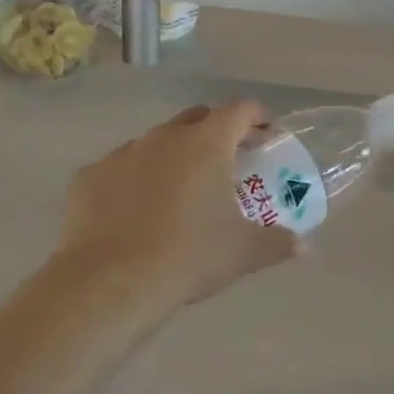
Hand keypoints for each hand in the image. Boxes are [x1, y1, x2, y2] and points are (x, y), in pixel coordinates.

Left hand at [53, 102, 298, 311]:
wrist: (109, 283)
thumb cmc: (188, 256)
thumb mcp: (243, 252)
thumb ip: (278, 243)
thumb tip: (305, 248)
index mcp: (206, 144)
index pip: (239, 110)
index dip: (257, 117)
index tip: (265, 134)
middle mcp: (163, 137)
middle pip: (196, 118)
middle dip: (215, 131)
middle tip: (227, 160)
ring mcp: (122, 154)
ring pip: (155, 142)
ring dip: (173, 155)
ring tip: (180, 189)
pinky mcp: (88, 177)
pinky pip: (119, 169)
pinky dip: (134, 180)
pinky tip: (135, 210)